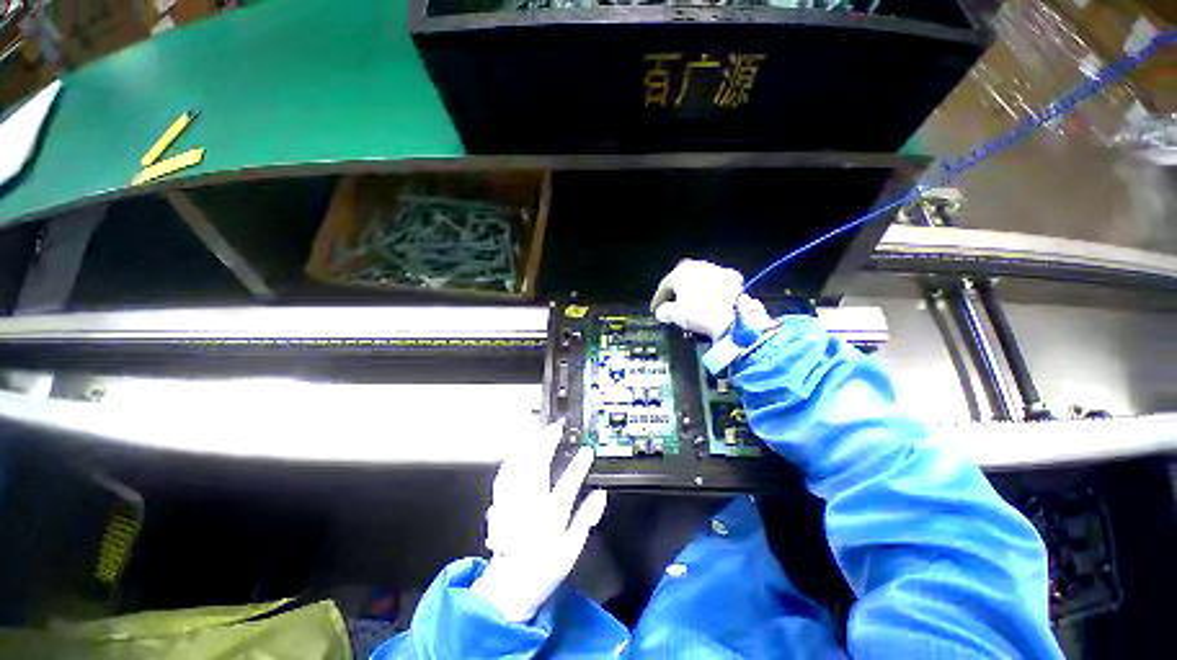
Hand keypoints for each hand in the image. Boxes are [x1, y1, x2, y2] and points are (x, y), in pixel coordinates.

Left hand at [471, 422, 607, 622]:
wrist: (508, 588)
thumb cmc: (542, 570)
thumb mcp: (571, 551)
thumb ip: (586, 520)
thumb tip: (600, 496)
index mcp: (551, 516)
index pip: (569, 483)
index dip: (580, 464)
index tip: (587, 450)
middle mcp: (531, 504)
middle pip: (539, 466)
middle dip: (548, 442)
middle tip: (557, 428)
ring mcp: (513, 502)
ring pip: (518, 467)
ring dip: (528, 446)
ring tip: (536, 433)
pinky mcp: (500, 504)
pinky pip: (503, 477)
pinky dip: (511, 461)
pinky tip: (516, 452)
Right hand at [652, 259, 758, 338]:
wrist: (735, 315)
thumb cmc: (700, 313)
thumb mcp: (675, 315)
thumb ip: (663, 312)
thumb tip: (662, 312)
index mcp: (680, 273)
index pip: (663, 286)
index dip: (657, 300)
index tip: (654, 310)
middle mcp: (696, 265)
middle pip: (681, 278)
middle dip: (675, 290)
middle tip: (671, 302)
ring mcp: (715, 269)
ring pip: (699, 278)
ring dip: (693, 289)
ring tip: (690, 302)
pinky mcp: (732, 277)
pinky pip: (715, 284)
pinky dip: (710, 291)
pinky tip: (709, 301)